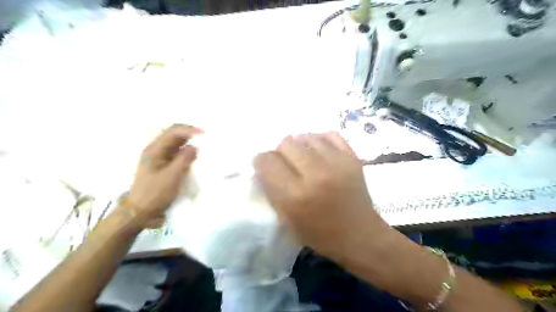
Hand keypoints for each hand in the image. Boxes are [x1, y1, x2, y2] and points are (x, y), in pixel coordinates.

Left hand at [123, 123, 201, 227]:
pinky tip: (194, 153)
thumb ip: (184, 159)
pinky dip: (186, 149)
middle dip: (189, 131)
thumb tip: (195, 146)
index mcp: (154, 150)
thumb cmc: (155, 194)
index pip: (173, 132)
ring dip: (188, 139)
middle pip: (173, 133)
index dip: (189, 130)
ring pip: (175, 142)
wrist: (141, 211)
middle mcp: (155, 149)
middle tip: (205, 135)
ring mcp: (158, 156)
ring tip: (202, 141)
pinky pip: (176, 151)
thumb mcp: (172, 177)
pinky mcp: (163, 164)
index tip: (205, 134)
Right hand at [254, 132, 387, 258]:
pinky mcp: (352, 158)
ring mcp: (337, 163)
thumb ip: (272, 190)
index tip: (265, 166)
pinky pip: (329, 135)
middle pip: (286, 143)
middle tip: (286, 164)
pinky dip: (319, 140)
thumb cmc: (320, 234)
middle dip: (280, 153)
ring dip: (300, 146)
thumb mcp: (287, 220)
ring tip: (303, 158)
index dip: (262, 161)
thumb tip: (264, 164)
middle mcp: (315, 174)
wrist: (360, 235)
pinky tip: (319, 151)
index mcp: (295, 196)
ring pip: (306, 136)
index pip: (267, 161)